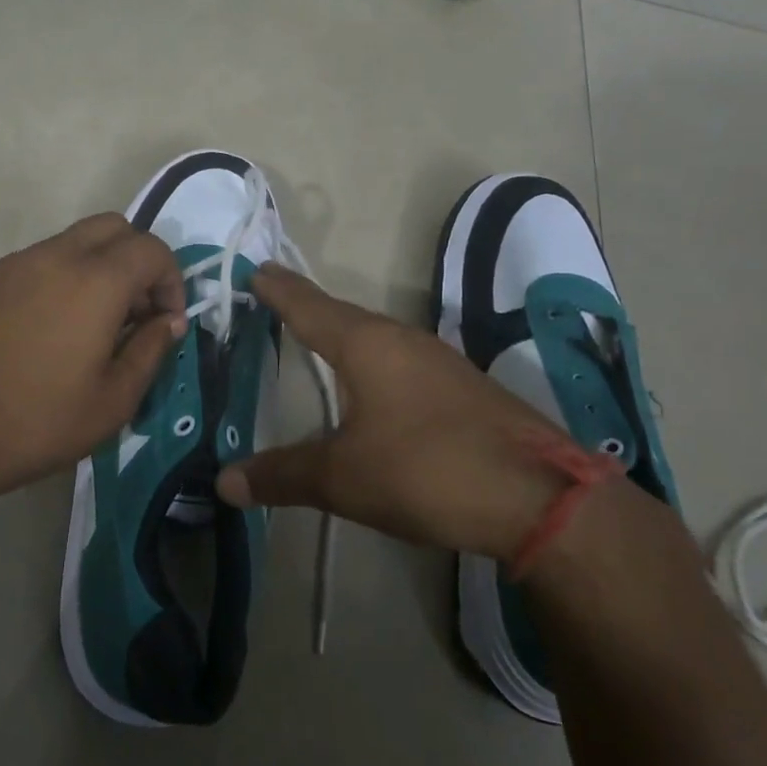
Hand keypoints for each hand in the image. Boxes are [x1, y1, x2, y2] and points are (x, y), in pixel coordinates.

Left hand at [0, 214, 187, 496]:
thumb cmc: (37, 420)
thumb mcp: (113, 401)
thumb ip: (151, 350)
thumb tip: (168, 322)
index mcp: (96, 281)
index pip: (152, 250)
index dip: (172, 281)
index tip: (166, 323)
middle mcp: (58, 256)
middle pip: (114, 228)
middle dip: (138, 261)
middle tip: (137, 312)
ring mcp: (19, 263)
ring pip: (76, 240)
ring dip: (101, 267)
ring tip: (98, 324)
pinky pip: (44, 260)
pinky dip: (67, 276)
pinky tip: (56, 328)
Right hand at [216, 265, 568, 561]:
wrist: (541, 497)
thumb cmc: (427, 471)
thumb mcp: (344, 478)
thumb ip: (283, 475)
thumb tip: (224, 481)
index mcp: (366, 345)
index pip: (308, 306)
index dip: (279, 290)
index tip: (256, 268)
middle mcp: (401, 340)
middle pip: (342, 315)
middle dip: (307, 306)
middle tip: (275, 296)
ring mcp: (439, 361)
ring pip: (376, 337)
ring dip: (342, 333)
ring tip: (316, 335)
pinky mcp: (463, 387)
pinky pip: (400, 360)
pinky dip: (372, 361)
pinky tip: (373, 384)